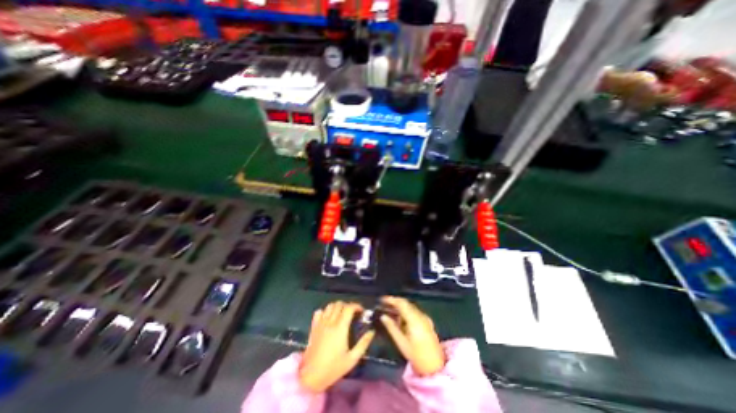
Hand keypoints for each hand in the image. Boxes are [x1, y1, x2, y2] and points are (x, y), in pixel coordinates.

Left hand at [298, 302, 373, 391]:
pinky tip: (328, 318)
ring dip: (337, 307)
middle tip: (352, 314)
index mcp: (340, 328)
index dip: (357, 306)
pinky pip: (318, 312)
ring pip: (330, 305)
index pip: (349, 308)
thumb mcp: (352, 359)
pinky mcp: (313, 327)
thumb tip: (371, 332)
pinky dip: (325, 311)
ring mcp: (320, 323)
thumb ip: (363, 344)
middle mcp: (330, 322)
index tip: (361, 311)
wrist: (311, 377)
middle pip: (339, 304)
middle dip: (348, 306)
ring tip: (341, 314)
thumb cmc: (333, 368)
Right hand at [383, 295, 444, 375]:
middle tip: (384, 304)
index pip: (402, 303)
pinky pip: (414, 312)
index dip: (391, 299)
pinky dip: (406, 312)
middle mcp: (421, 315)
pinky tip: (400, 318)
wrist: (435, 367)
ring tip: (389, 310)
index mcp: (414, 319)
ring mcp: (425, 318)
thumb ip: (391, 327)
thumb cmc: (416, 356)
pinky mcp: (427, 322)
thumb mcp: (401, 342)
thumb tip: (383, 316)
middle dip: (395, 302)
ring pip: (410, 307)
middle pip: (406, 303)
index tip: (382, 299)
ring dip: (400, 307)